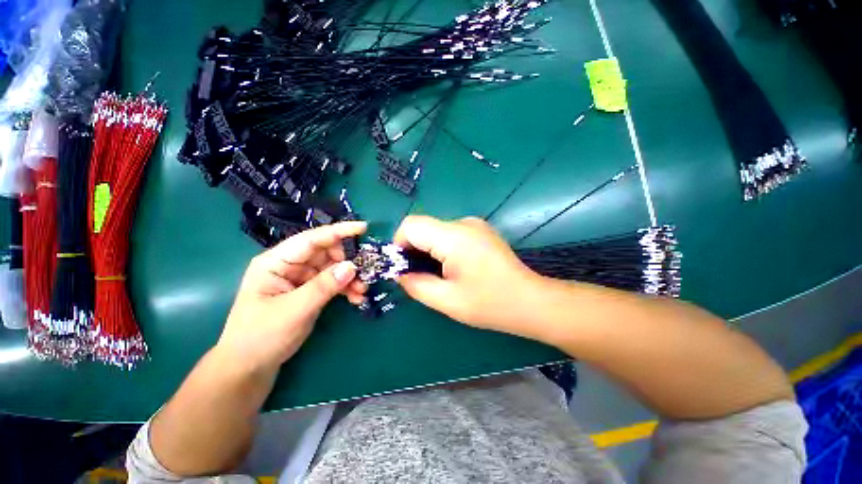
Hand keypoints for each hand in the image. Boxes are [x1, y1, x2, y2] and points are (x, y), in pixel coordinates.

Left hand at [217, 221, 367, 371]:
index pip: (311, 239)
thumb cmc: (261, 336)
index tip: (363, 228)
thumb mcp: (294, 310)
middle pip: (326, 253)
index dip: (338, 232)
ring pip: (333, 268)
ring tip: (363, 290)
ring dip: (350, 277)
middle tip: (366, 272)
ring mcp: (301, 278)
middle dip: (348, 261)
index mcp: (277, 261)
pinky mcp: (309, 291)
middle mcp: (290, 265)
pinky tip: (356, 298)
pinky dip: (346, 288)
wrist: (250, 367)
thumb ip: (324, 286)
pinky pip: (333, 283)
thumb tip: (352, 266)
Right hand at [394, 215, 542, 335]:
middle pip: (423, 227)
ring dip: (427, 250)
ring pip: (435, 230)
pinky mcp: (480, 230)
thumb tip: (400, 273)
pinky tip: (453, 268)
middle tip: (418, 276)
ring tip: (438, 275)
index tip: (403, 268)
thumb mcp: (447, 301)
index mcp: (453, 236)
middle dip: (413, 250)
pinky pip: (449, 233)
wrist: (530, 301)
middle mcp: (463, 222)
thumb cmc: (490, 304)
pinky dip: (441, 248)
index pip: (411, 225)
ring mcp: (474, 224)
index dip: (398, 245)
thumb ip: (416, 285)